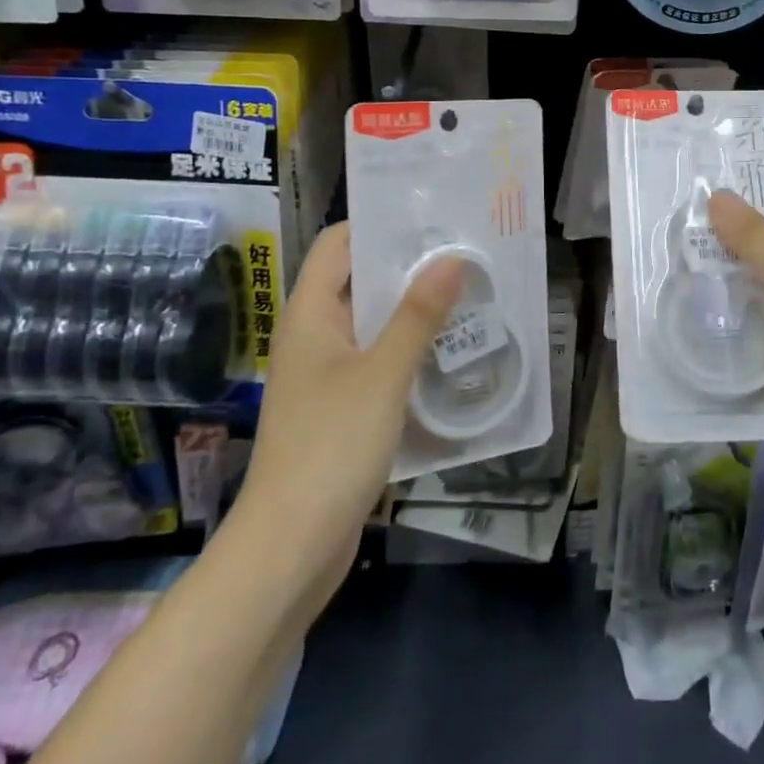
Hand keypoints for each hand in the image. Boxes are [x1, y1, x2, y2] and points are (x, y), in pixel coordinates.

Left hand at [238, 223, 462, 590]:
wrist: (291, 547)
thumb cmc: (331, 447)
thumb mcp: (383, 375)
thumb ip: (418, 315)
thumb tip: (452, 257)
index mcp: (310, 315)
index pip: (340, 244)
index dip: (380, 224)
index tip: (432, 216)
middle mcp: (316, 336)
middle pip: (362, 281)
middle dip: (411, 267)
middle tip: (467, 253)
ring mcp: (328, 374)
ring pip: (376, 325)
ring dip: (417, 311)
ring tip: (472, 295)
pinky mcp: (344, 408)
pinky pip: (381, 363)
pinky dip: (412, 351)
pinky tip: (453, 353)